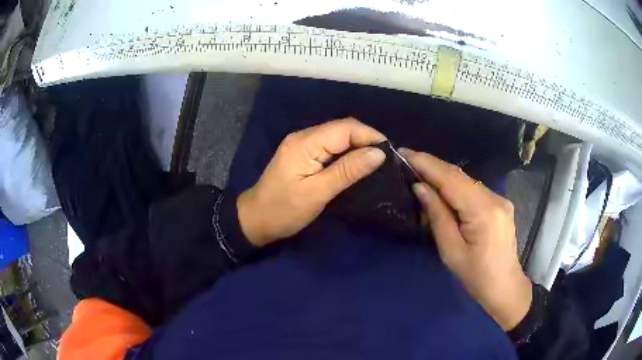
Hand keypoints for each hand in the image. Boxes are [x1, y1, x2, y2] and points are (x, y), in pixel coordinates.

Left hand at [237, 118, 386, 246]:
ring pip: (338, 136)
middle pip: (342, 128)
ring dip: (358, 145)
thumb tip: (378, 153)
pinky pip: (330, 146)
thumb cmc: (284, 210)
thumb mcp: (318, 193)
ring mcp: (302, 144)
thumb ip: (348, 170)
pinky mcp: (303, 154)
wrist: (256, 219)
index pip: (345, 128)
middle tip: (386, 159)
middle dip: (366, 139)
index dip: (370, 135)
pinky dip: (347, 152)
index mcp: (305, 143)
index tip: (390, 152)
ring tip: (377, 161)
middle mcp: (304, 136)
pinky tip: (357, 163)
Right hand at [399, 148, 531, 330]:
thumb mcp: (451, 251)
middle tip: (406, 159)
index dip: (426, 164)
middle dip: (432, 165)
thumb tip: (420, 187)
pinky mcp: (499, 204)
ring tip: (418, 171)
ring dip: (442, 174)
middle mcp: (494, 198)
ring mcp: (499, 199)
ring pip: (466, 180)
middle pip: (459, 175)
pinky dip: (454, 185)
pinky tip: (441, 187)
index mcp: (483, 211)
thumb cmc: (476, 277)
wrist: (505, 286)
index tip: (403, 153)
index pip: (451, 179)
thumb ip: (437, 215)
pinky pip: (472, 188)